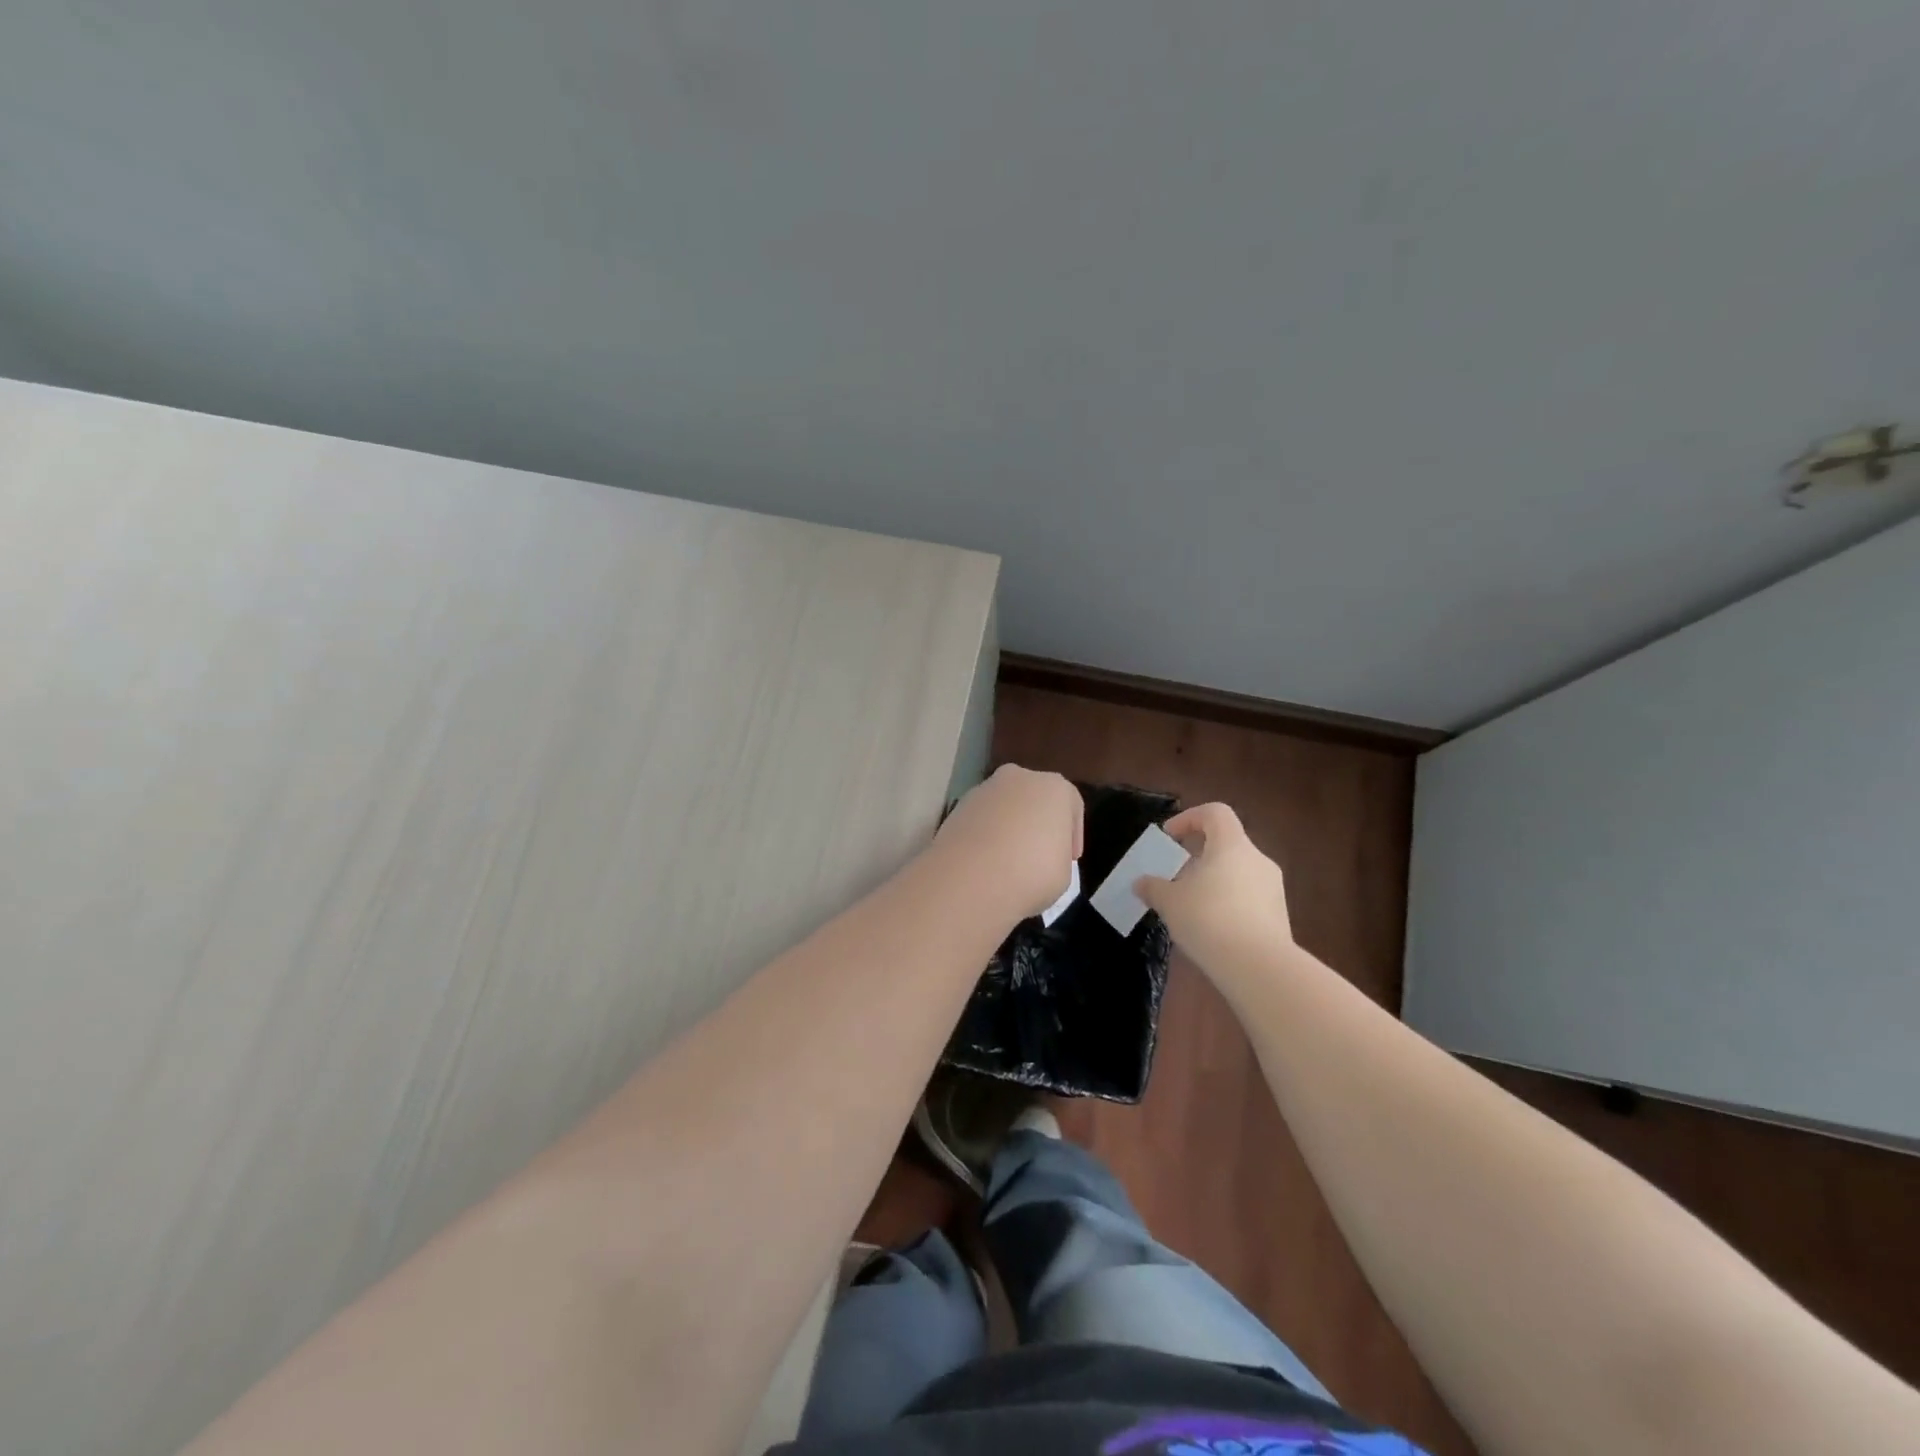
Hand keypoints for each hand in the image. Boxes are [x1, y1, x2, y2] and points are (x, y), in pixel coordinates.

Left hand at [933, 765, 1083, 921]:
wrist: (971, 879)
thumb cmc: (1033, 873)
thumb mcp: (1064, 872)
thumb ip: (1057, 855)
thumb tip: (1040, 856)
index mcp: (1054, 787)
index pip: (1071, 805)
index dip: (1073, 834)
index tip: (1070, 859)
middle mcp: (1019, 778)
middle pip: (1034, 799)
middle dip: (1037, 823)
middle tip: (1039, 855)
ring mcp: (984, 790)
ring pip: (1004, 807)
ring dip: (1009, 828)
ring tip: (1008, 862)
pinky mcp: (957, 807)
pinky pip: (981, 820)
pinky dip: (985, 835)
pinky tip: (986, 862)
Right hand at [1135, 802, 1293, 979]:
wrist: (1259, 967)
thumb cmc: (1209, 919)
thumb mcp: (1170, 902)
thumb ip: (1153, 888)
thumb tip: (1140, 883)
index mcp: (1232, 845)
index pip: (1215, 813)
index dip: (1189, 818)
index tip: (1169, 839)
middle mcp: (1257, 860)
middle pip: (1226, 844)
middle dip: (1198, 857)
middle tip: (1176, 877)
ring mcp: (1273, 888)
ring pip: (1238, 873)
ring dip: (1213, 882)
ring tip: (1190, 907)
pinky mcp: (1279, 916)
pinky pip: (1248, 898)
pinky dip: (1228, 904)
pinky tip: (1211, 929)